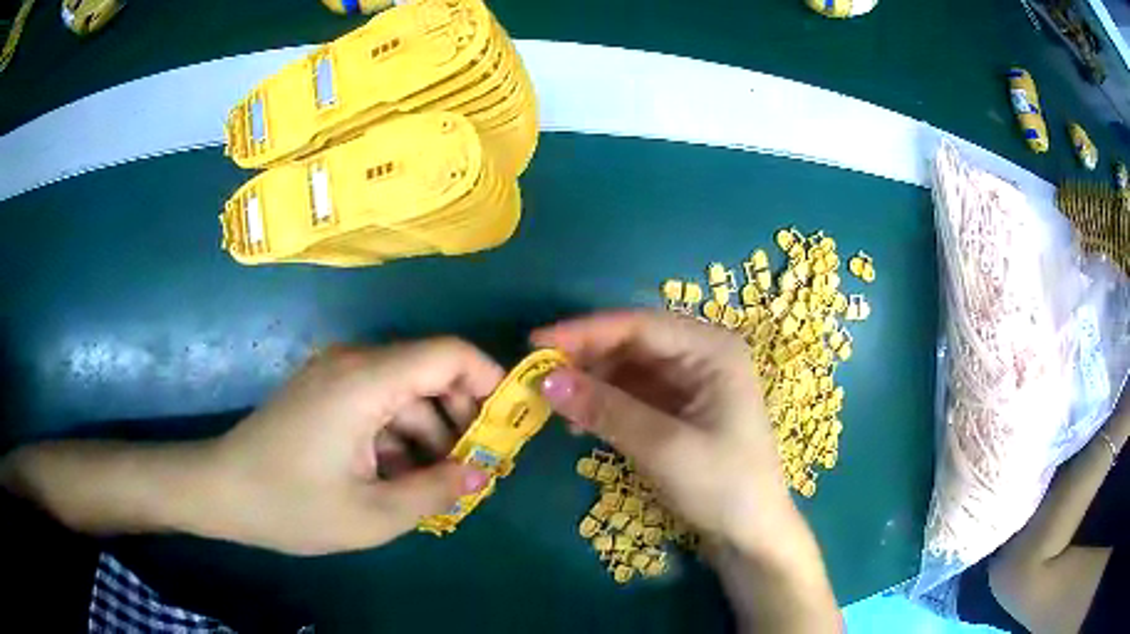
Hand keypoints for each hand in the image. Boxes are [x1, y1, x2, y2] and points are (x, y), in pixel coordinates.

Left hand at [194, 338, 503, 554]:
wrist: (221, 491)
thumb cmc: (291, 505)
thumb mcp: (371, 515)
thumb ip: (435, 493)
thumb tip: (482, 474)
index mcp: (365, 381)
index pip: (448, 354)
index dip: (489, 382)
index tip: (507, 428)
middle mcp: (353, 363)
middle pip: (430, 372)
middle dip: (461, 420)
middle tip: (472, 471)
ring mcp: (336, 376)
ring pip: (406, 393)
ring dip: (429, 436)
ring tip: (434, 487)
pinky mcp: (325, 392)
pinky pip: (379, 404)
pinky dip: (399, 437)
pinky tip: (397, 478)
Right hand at [532, 310, 791, 549]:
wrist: (751, 534)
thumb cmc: (723, 485)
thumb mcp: (663, 446)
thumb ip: (605, 409)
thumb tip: (546, 380)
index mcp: (712, 349)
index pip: (639, 325)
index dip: (584, 332)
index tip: (535, 343)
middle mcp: (703, 355)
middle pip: (633, 343)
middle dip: (586, 358)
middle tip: (537, 374)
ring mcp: (692, 383)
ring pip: (630, 369)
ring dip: (592, 383)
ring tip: (554, 403)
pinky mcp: (681, 409)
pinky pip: (635, 394)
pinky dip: (606, 404)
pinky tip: (581, 421)